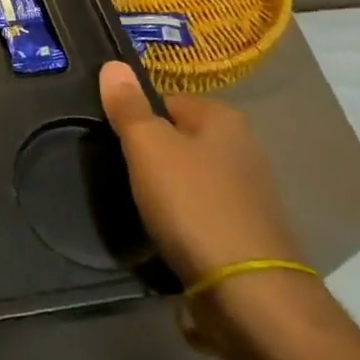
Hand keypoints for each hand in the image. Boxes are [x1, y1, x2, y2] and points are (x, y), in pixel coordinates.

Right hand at [97, 61, 301, 288]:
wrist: (249, 294)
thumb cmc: (193, 204)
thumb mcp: (148, 146)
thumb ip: (127, 106)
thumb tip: (113, 65)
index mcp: (223, 119)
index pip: (165, 99)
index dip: (135, 114)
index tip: (110, 135)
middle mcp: (243, 150)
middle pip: (178, 139)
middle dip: (150, 153)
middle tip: (116, 168)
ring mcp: (248, 195)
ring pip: (188, 178)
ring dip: (164, 190)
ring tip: (134, 203)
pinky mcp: (245, 235)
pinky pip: (200, 214)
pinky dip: (180, 221)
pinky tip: (161, 233)